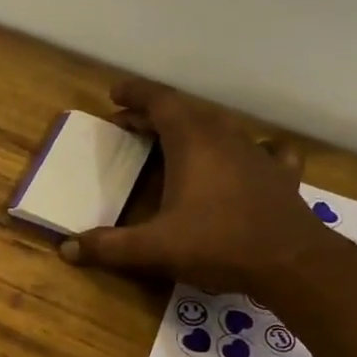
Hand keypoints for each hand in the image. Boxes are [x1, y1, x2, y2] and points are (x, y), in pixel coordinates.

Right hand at [59, 79, 324, 294]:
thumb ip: (109, 247)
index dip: (135, 94)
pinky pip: (263, 150)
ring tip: (174, 142)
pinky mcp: (280, 174)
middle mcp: (224, 137)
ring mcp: (256, 153)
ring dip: (193, 128)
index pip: (160, 102)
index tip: (115, 94)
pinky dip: (246, 149)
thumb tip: (66, 249)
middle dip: (156, 114)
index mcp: (192, 142)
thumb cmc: (217, 244)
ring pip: (220, 127)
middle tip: (131, 126)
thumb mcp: (154, 248)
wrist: (290, 262)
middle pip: (186, 112)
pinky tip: (246, 158)